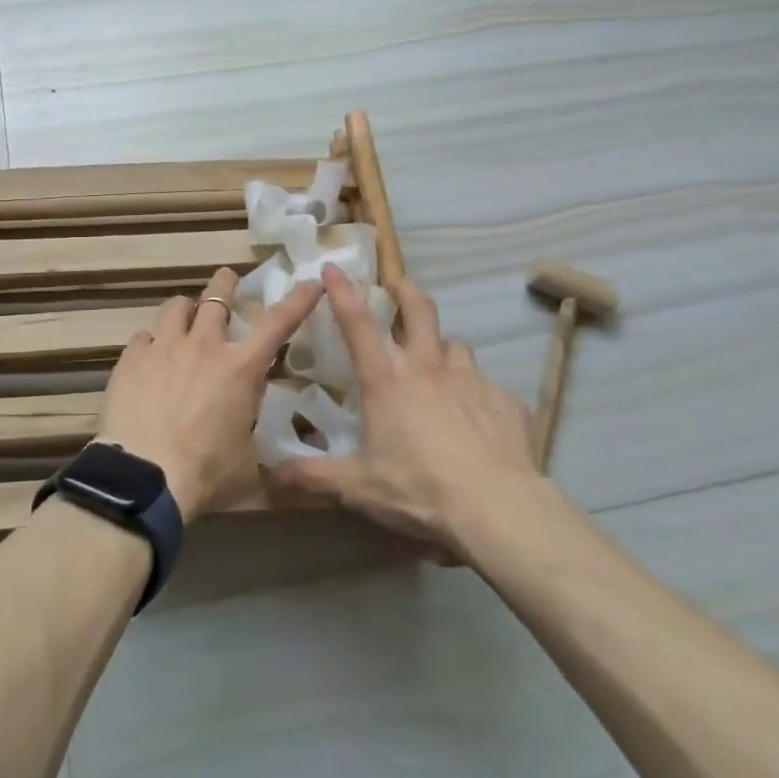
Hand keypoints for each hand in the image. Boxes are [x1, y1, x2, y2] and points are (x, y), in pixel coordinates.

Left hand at [96, 268, 321, 520]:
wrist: (143, 477)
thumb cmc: (205, 476)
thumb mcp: (250, 475)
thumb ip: (272, 467)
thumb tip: (297, 484)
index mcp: (240, 369)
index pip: (278, 323)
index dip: (298, 300)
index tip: (311, 282)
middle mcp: (204, 347)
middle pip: (217, 297)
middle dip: (225, 284)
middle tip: (228, 278)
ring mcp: (164, 347)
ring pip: (176, 307)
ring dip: (185, 308)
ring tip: (184, 313)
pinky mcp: (132, 357)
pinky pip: (143, 336)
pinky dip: (151, 342)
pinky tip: (149, 356)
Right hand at [273, 266, 556, 556]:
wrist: (498, 510)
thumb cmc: (419, 490)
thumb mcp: (358, 488)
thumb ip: (314, 476)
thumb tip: (271, 473)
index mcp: (387, 380)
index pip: (358, 324)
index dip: (343, 292)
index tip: (332, 267)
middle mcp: (428, 368)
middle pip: (419, 310)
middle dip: (407, 292)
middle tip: (400, 288)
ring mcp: (471, 380)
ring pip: (456, 346)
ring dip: (444, 349)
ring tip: (440, 365)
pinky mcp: (507, 402)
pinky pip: (491, 389)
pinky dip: (480, 396)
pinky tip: (479, 420)